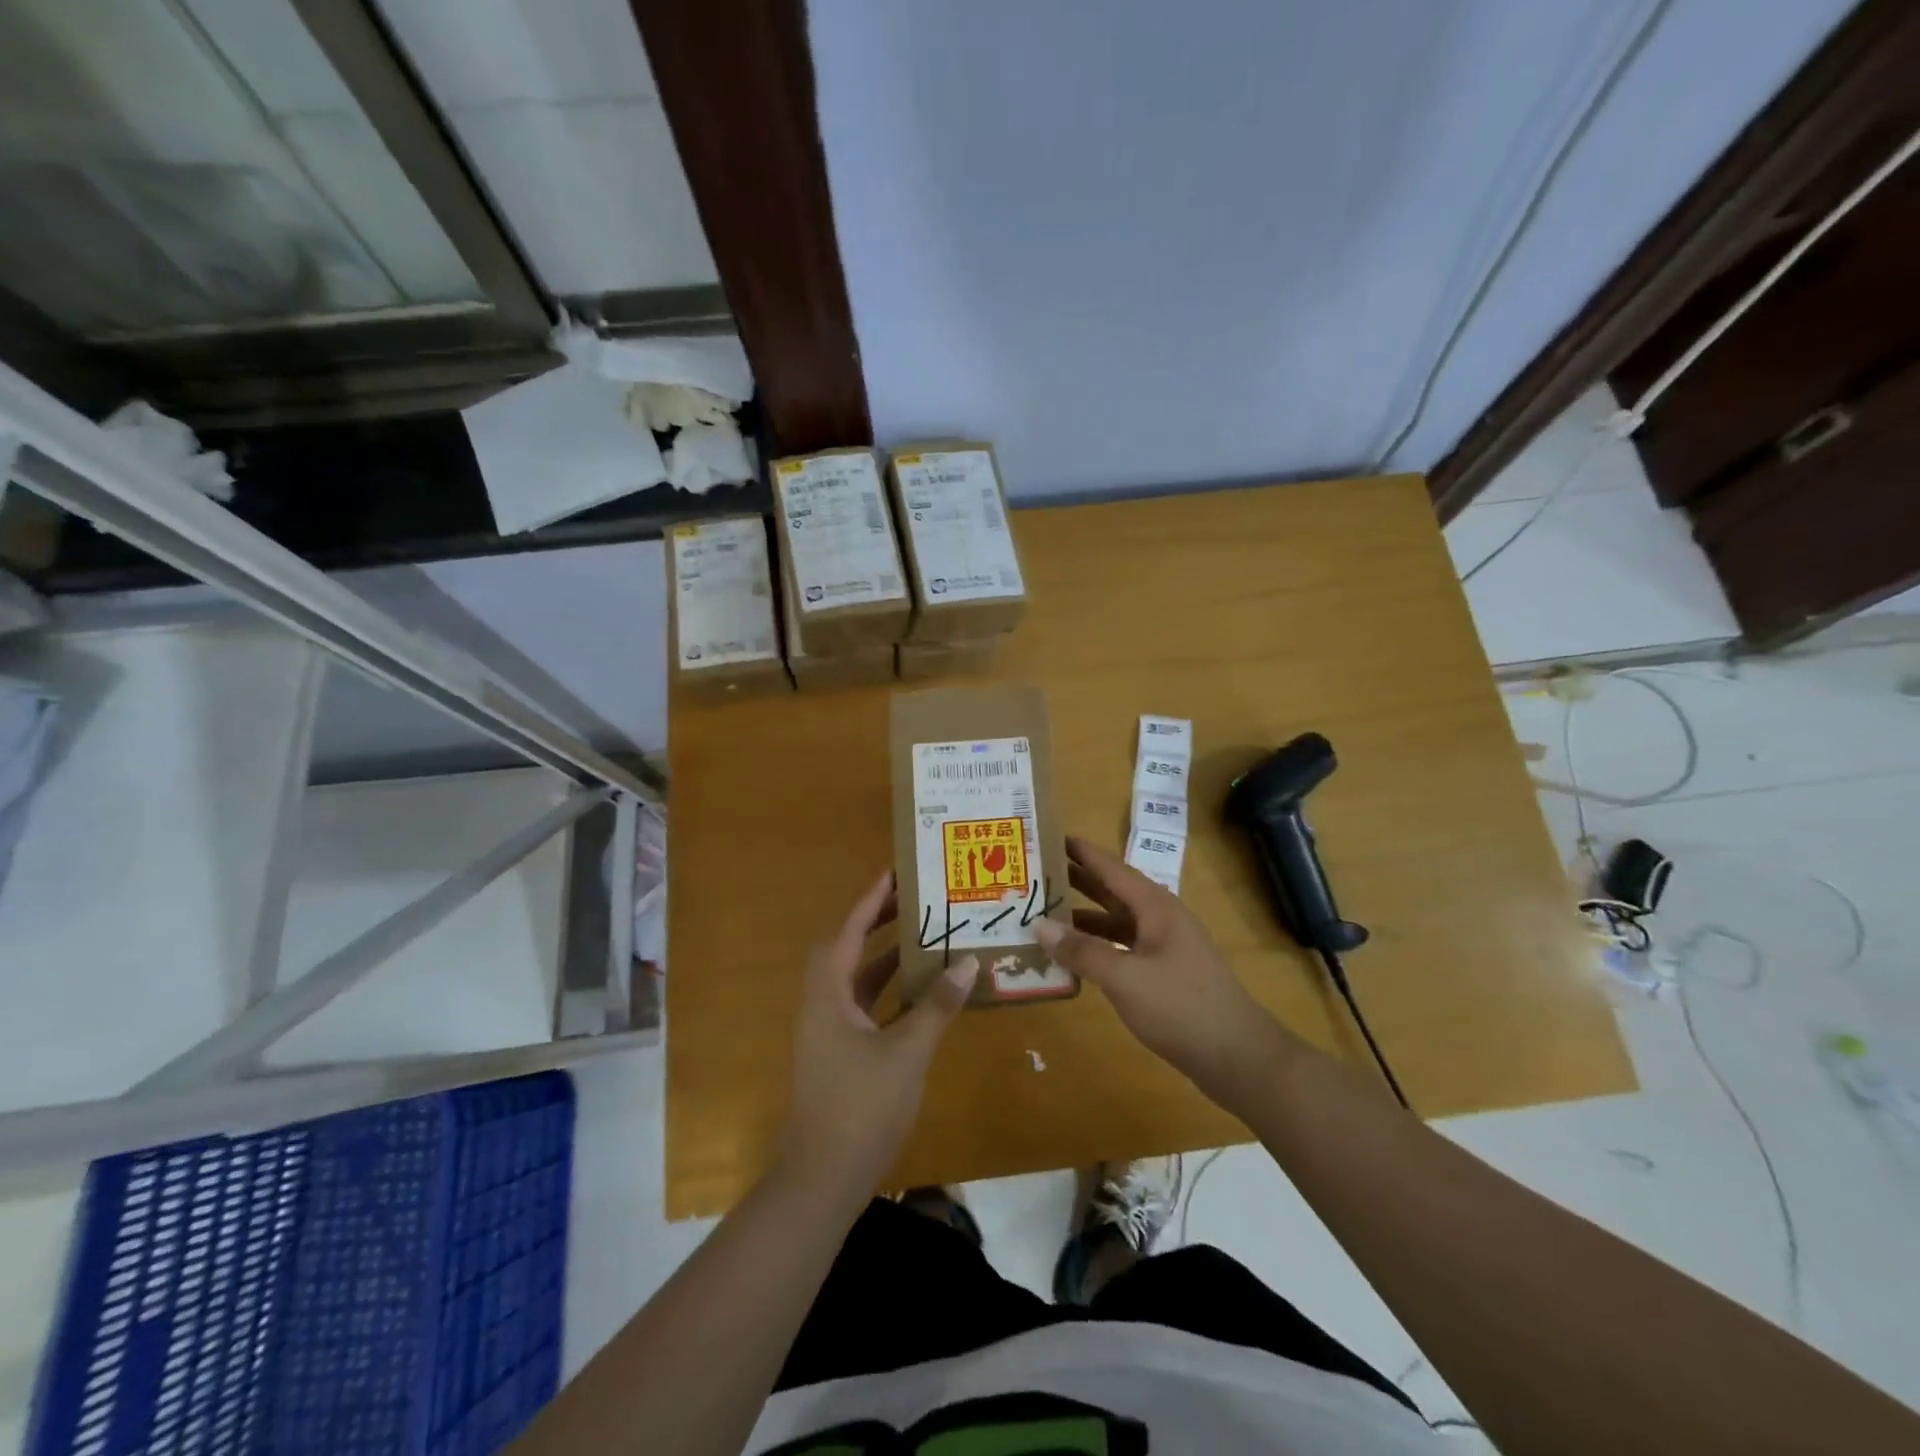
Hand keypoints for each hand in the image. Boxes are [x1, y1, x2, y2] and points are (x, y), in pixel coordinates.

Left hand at [777, 869, 978, 1199]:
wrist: (823, 1180)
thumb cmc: (861, 1108)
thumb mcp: (906, 1053)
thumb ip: (936, 1006)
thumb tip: (968, 963)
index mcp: (828, 997)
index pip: (847, 934)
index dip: (869, 901)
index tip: (892, 873)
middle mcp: (823, 1006)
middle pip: (847, 950)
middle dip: (876, 922)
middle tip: (911, 900)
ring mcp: (830, 1033)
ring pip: (856, 980)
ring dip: (884, 957)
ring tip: (922, 936)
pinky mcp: (841, 1055)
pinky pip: (865, 1007)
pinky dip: (889, 992)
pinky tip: (920, 991)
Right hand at [1037, 836, 1297, 1105]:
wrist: (1238, 1057)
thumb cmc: (1182, 1007)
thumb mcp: (1126, 978)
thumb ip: (1083, 951)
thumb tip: (1040, 926)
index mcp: (1155, 907)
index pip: (1111, 868)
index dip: (1081, 852)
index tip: (1048, 836)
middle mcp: (1159, 919)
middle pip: (1112, 892)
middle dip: (1076, 881)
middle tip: (1036, 872)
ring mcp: (1163, 947)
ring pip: (1115, 923)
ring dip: (1082, 918)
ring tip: (1043, 913)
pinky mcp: (1163, 974)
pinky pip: (1121, 949)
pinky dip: (1096, 948)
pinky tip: (1073, 957)